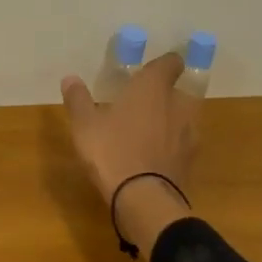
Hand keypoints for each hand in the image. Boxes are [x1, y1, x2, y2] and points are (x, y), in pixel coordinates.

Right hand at [61, 52, 198, 200]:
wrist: (143, 198)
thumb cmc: (111, 150)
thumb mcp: (85, 125)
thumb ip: (78, 99)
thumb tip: (70, 78)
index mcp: (153, 88)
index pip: (170, 63)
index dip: (164, 64)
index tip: (151, 69)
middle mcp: (178, 105)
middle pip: (180, 91)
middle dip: (166, 95)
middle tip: (144, 103)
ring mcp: (189, 134)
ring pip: (184, 118)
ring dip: (171, 121)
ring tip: (149, 131)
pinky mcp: (191, 161)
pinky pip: (183, 145)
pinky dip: (172, 146)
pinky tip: (155, 156)